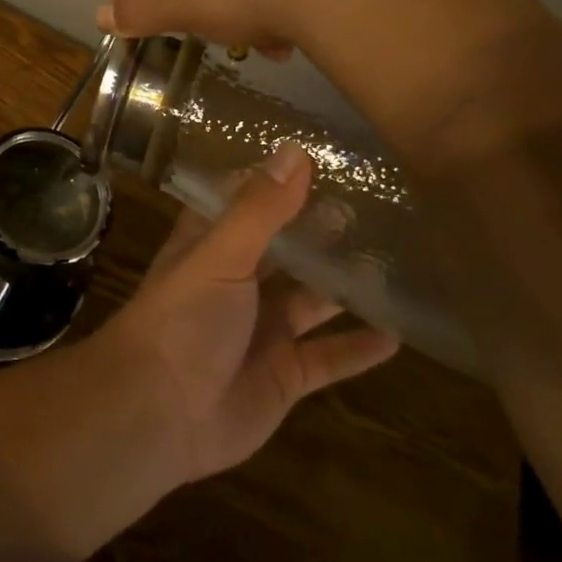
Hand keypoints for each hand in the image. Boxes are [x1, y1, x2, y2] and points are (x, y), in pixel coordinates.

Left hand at [96, 143, 398, 481]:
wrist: (161, 411)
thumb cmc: (183, 318)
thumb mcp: (220, 255)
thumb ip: (259, 209)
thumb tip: (294, 150)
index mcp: (209, 246)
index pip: (242, 203)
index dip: (274, 182)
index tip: (319, 155)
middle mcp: (235, 282)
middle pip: (283, 251)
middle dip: (319, 232)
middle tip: (376, 205)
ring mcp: (260, 330)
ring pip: (310, 301)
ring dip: (345, 285)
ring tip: (397, 259)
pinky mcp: (283, 375)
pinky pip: (329, 357)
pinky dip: (358, 347)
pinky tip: (400, 332)